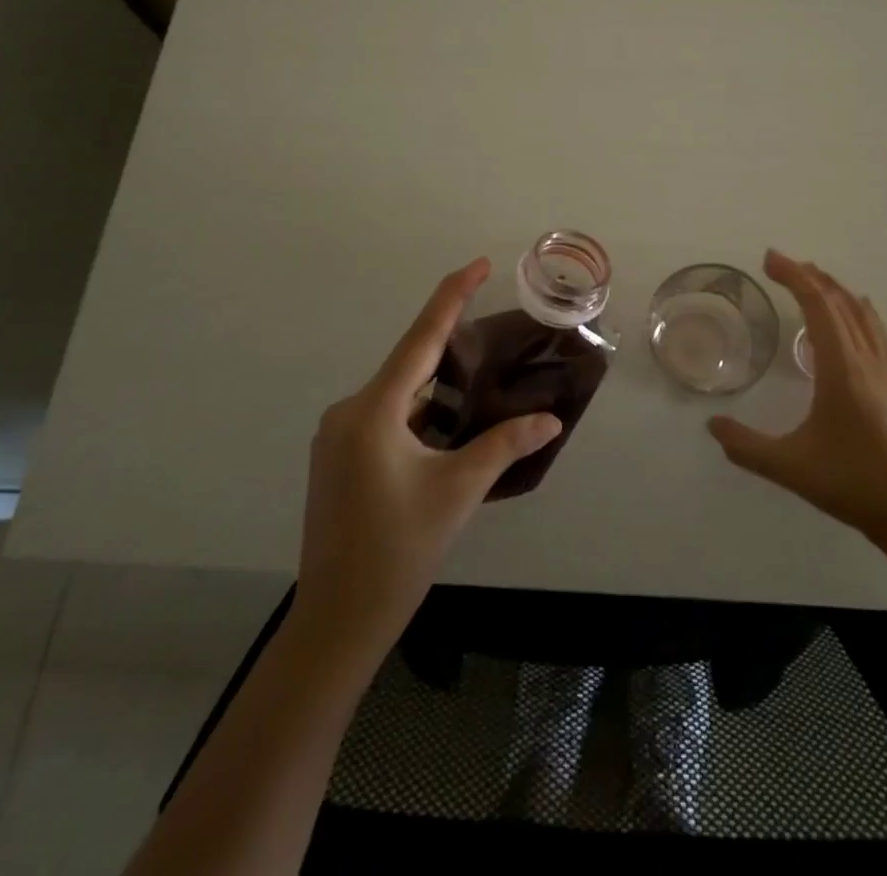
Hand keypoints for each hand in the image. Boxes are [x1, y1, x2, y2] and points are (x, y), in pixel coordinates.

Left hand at [295, 258, 562, 653]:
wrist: (335, 623)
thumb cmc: (396, 552)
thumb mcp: (457, 492)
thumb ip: (504, 446)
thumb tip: (551, 420)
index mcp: (373, 411)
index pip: (420, 338)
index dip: (451, 296)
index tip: (477, 263)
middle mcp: (348, 412)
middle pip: (409, 366)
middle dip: (452, 351)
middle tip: (496, 339)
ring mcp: (338, 437)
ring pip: (399, 396)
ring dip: (437, 391)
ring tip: (482, 386)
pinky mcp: (338, 459)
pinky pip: (386, 419)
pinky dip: (420, 415)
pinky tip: (448, 428)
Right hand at [708, 250, 886, 541]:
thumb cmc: (851, 482)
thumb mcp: (789, 466)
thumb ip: (745, 446)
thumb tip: (712, 425)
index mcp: (840, 369)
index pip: (817, 307)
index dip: (793, 277)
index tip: (769, 259)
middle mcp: (865, 361)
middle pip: (839, 303)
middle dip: (810, 277)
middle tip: (781, 263)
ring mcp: (885, 373)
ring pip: (862, 315)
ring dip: (835, 290)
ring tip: (814, 277)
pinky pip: (877, 334)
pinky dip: (861, 312)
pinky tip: (861, 311)